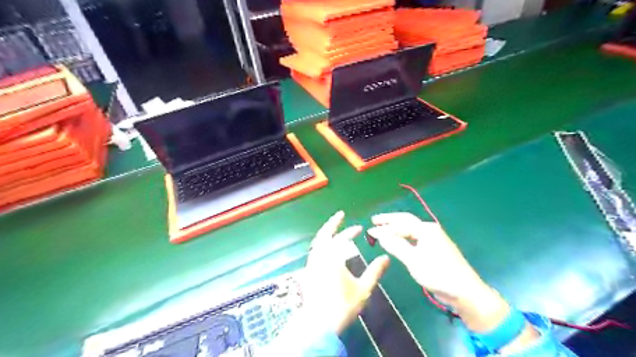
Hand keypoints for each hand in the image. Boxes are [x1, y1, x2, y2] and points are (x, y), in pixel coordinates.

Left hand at [302, 210, 390, 332]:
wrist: (320, 323)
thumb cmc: (343, 305)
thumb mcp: (363, 289)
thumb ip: (375, 272)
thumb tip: (386, 257)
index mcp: (332, 258)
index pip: (342, 238)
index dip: (351, 231)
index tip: (359, 228)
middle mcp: (319, 257)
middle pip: (324, 234)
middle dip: (332, 223)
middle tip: (340, 215)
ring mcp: (311, 264)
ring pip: (317, 242)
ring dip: (326, 234)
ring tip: (334, 230)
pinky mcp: (308, 271)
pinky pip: (315, 251)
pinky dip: (321, 244)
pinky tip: (327, 249)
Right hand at [368, 211, 540, 347]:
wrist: (464, 291)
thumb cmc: (438, 273)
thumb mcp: (413, 260)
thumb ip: (396, 245)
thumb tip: (380, 234)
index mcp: (426, 229)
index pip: (401, 223)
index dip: (384, 226)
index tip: (369, 230)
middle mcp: (430, 230)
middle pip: (406, 221)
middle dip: (389, 220)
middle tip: (374, 220)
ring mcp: (433, 239)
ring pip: (410, 229)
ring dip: (396, 228)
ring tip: (382, 229)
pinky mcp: (434, 249)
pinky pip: (414, 238)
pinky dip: (403, 237)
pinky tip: (397, 240)